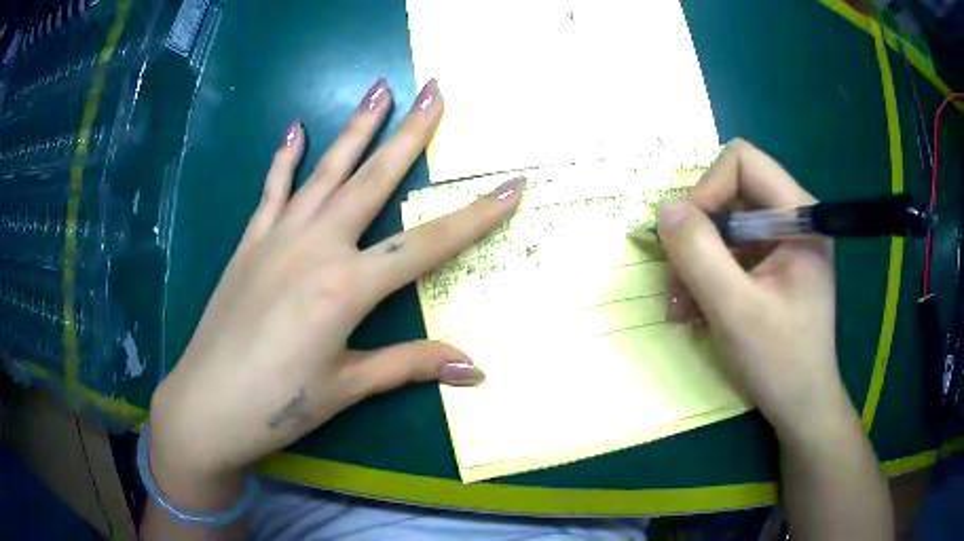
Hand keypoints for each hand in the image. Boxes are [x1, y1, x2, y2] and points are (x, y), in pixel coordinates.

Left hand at [149, 78, 524, 479]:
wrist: (207, 404)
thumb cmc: (278, 404)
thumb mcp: (348, 388)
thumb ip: (410, 365)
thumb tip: (475, 369)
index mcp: (346, 287)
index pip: (428, 244)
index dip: (476, 216)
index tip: (512, 185)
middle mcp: (315, 247)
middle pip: (374, 180)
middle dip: (412, 133)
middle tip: (435, 89)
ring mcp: (278, 237)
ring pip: (326, 171)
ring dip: (355, 128)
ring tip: (379, 89)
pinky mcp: (250, 242)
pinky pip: (273, 190)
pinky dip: (286, 158)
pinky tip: (296, 128)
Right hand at [657, 139, 844, 435]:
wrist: (801, 406)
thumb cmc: (780, 362)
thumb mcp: (736, 311)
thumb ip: (700, 255)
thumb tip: (664, 209)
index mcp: (799, 216)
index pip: (742, 163)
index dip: (707, 190)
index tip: (688, 238)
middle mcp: (792, 219)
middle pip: (729, 193)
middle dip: (697, 235)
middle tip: (677, 281)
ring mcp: (781, 243)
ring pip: (723, 225)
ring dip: (695, 262)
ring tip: (680, 306)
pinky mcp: (770, 266)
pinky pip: (728, 252)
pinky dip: (706, 277)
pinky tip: (695, 311)